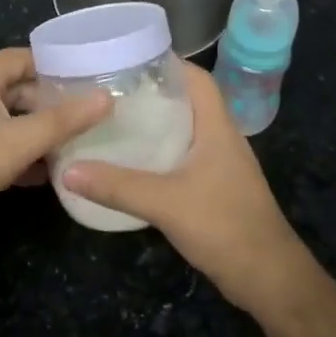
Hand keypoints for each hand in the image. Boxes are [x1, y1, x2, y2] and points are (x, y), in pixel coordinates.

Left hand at [0, 47, 110, 241]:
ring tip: (70, 148)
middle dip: (50, 104)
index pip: (26, 57)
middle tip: (86, 120)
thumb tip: (106, 98)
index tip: (89, 82)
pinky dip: (15, 150)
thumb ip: (64, 121)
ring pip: (6, 118)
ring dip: (34, 131)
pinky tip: (38, 174)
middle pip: (17, 88)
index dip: (57, 67)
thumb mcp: (19, 142)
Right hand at [62, 66, 315, 315]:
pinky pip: (184, 158)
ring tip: (115, 121)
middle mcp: (222, 139)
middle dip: (152, 92)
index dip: (169, 63)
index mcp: (218, 128)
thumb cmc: (224, 226)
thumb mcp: (165, 203)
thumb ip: (116, 186)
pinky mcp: (216, 189)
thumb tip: (68, 170)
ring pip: (185, 132)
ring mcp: (221, 166)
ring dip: (155, 124)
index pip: (197, 79)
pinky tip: (133, 163)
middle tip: (110, 90)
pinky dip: (160, 153)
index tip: (129, 59)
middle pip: (188, 102)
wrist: (267, 277)